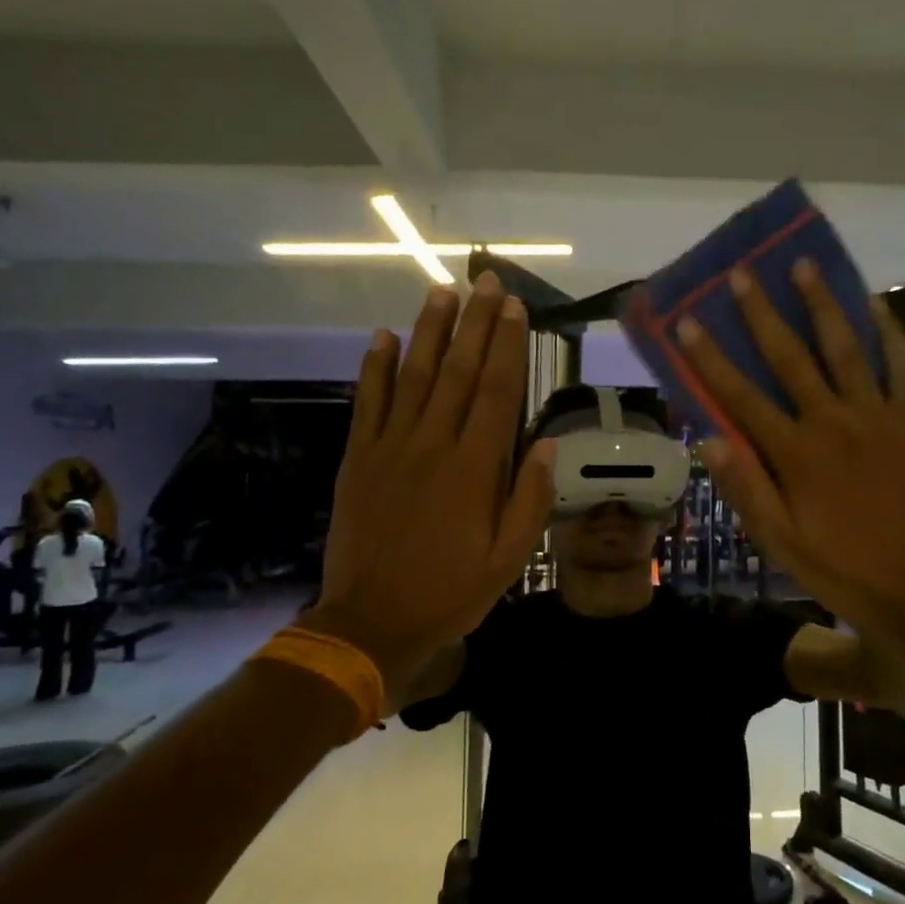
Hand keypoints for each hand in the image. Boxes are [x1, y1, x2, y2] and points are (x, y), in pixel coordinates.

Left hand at [298, 272, 553, 712]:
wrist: (370, 622)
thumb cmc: (449, 592)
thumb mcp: (507, 560)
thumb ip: (528, 501)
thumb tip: (545, 447)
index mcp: (474, 469)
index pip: (497, 392)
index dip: (508, 345)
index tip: (515, 307)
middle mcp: (433, 445)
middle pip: (459, 372)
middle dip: (476, 323)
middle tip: (486, 281)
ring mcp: (390, 448)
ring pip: (414, 376)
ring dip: (430, 331)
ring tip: (442, 292)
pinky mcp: (359, 459)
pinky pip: (369, 403)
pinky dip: (375, 368)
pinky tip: (383, 337)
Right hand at [677, 259, 904, 662]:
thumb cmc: (845, 568)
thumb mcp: (782, 542)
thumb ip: (746, 488)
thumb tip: (707, 438)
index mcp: (795, 454)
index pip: (741, 397)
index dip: (711, 358)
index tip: (688, 321)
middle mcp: (832, 422)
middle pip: (790, 358)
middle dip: (762, 313)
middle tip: (742, 273)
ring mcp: (878, 415)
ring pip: (845, 348)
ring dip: (822, 305)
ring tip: (805, 265)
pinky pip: (902, 365)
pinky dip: (888, 332)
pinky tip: (874, 304)